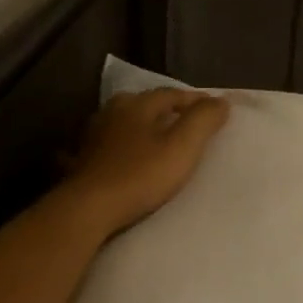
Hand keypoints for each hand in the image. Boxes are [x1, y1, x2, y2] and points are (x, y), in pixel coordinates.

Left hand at [64, 87, 231, 233]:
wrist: (89, 208)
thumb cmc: (140, 175)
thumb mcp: (182, 147)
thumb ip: (203, 121)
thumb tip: (220, 101)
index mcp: (137, 105)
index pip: (171, 94)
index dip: (195, 100)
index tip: (215, 109)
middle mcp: (111, 113)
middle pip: (144, 104)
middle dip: (165, 110)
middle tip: (185, 122)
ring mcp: (92, 137)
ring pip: (122, 124)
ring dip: (140, 127)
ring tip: (156, 139)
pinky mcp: (82, 161)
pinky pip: (105, 147)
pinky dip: (118, 147)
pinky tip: (119, 156)